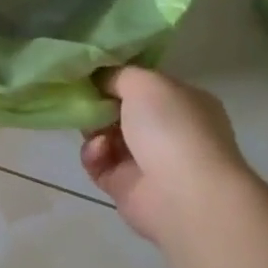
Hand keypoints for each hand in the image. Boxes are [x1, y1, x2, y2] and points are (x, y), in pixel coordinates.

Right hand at [80, 67, 253, 245]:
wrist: (183, 194)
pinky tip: (100, 151)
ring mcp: (148, 162)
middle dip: (100, 104)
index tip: (91, 73)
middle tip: (82, 98)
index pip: (147, 86)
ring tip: (92, 127)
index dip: (118, 78)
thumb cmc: (172, 127)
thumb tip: (102, 79)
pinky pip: (100, 165)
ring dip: (94, 129)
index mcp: (184, 103)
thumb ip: (119, 75)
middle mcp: (169, 132)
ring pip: (107, 137)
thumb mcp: (146, 82)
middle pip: (123, 112)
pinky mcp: (125, 187)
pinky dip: (94, 155)